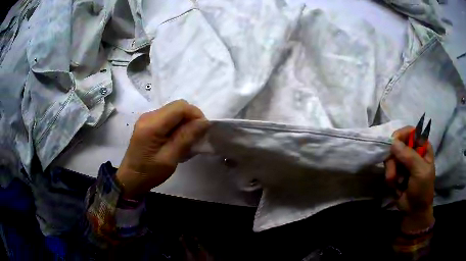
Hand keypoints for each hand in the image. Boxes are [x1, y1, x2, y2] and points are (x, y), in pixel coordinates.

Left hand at [116, 100, 208, 198]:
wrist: (131, 178)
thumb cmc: (149, 172)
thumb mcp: (169, 159)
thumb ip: (186, 138)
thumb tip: (204, 122)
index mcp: (152, 125)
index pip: (179, 107)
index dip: (195, 114)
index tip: (203, 130)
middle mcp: (148, 116)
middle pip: (177, 106)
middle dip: (191, 117)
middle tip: (197, 135)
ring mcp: (147, 118)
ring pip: (173, 110)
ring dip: (185, 121)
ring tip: (188, 138)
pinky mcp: (148, 122)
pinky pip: (168, 116)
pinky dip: (177, 124)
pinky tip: (178, 138)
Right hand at [385, 126, 434, 232]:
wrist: (414, 211)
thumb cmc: (422, 190)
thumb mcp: (420, 172)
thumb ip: (409, 156)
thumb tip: (393, 142)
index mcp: (423, 147)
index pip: (411, 131)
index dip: (402, 134)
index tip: (393, 143)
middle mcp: (413, 151)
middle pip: (398, 144)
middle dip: (394, 158)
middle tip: (394, 172)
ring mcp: (404, 161)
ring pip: (391, 156)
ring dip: (391, 170)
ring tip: (395, 182)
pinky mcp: (396, 171)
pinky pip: (388, 168)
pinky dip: (389, 177)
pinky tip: (395, 186)